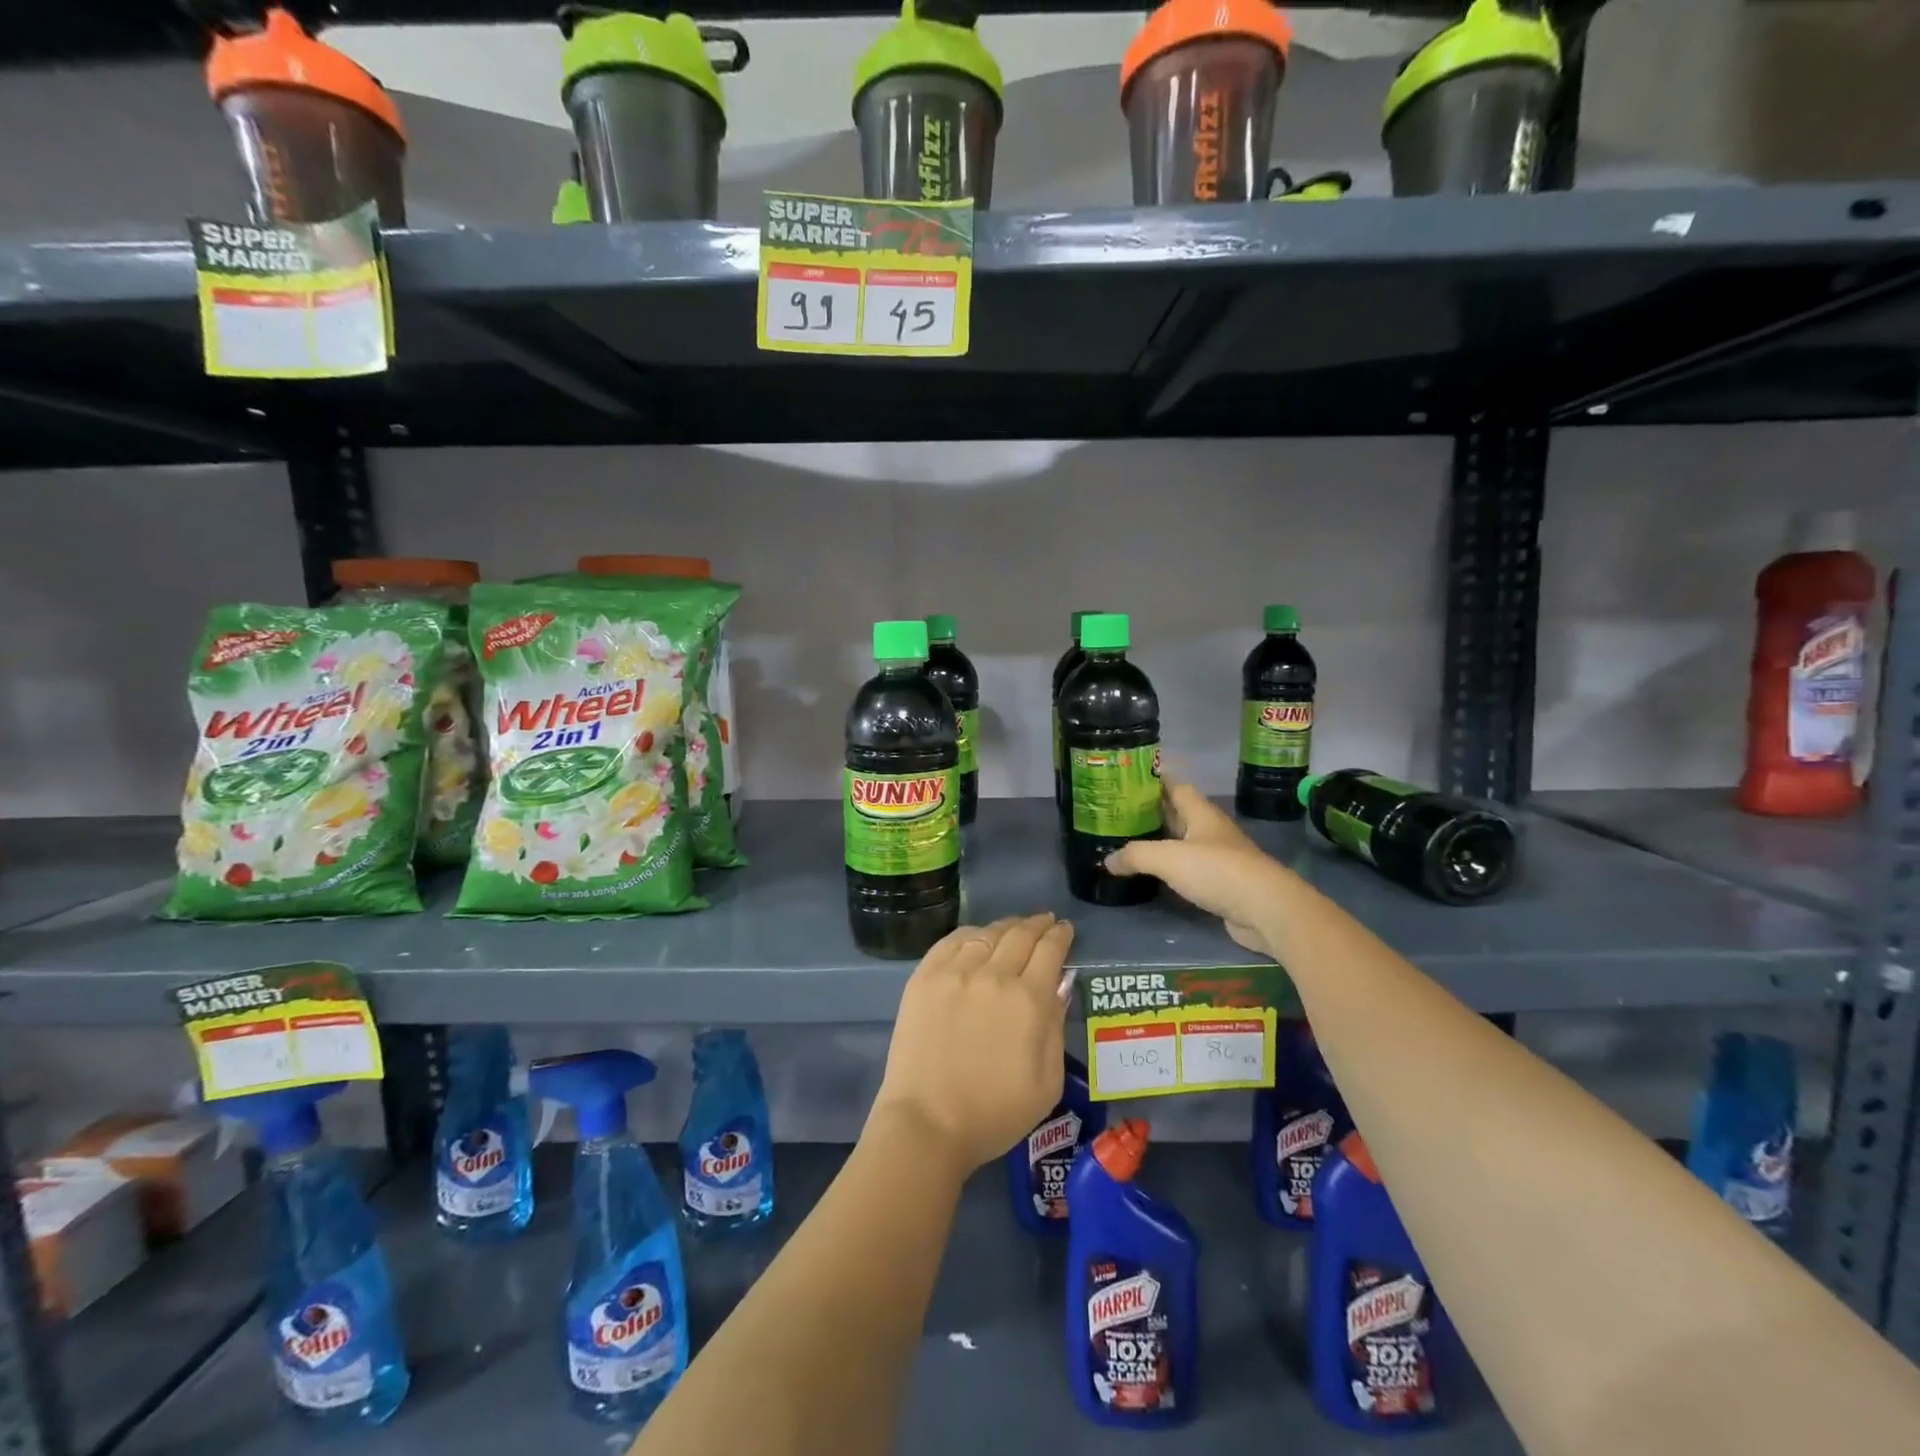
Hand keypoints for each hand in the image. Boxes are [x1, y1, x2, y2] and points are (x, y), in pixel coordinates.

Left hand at [870, 913, 1074, 1173]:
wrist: (927, 1122)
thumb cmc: (994, 1113)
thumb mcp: (1047, 1083)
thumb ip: (1056, 1028)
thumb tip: (1059, 988)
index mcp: (1029, 1000)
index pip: (1050, 951)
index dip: (1061, 936)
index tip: (1065, 930)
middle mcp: (993, 975)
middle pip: (1020, 934)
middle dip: (1038, 924)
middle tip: (1046, 921)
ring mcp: (955, 972)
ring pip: (987, 933)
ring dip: (1006, 926)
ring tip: (1014, 928)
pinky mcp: (924, 977)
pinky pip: (952, 941)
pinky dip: (971, 933)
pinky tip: (978, 936)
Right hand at [1106, 783, 1286, 958]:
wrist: (1266, 909)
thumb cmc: (1217, 870)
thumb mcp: (1167, 858)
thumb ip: (1135, 855)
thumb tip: (1108, 860)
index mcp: (1201, 813)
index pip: (1176, 786)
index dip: (1155, 781)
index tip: (1130, 780)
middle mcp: (1211, 831)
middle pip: (1179, 814)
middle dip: (1153, 812)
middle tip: (1121, 813)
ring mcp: (1220, 858)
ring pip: (1184, 843)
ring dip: (1162, 842)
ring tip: (1130, 843)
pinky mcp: (1223, 884)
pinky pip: (1191, 870)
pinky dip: (1173, 869)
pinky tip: (1155, 875)